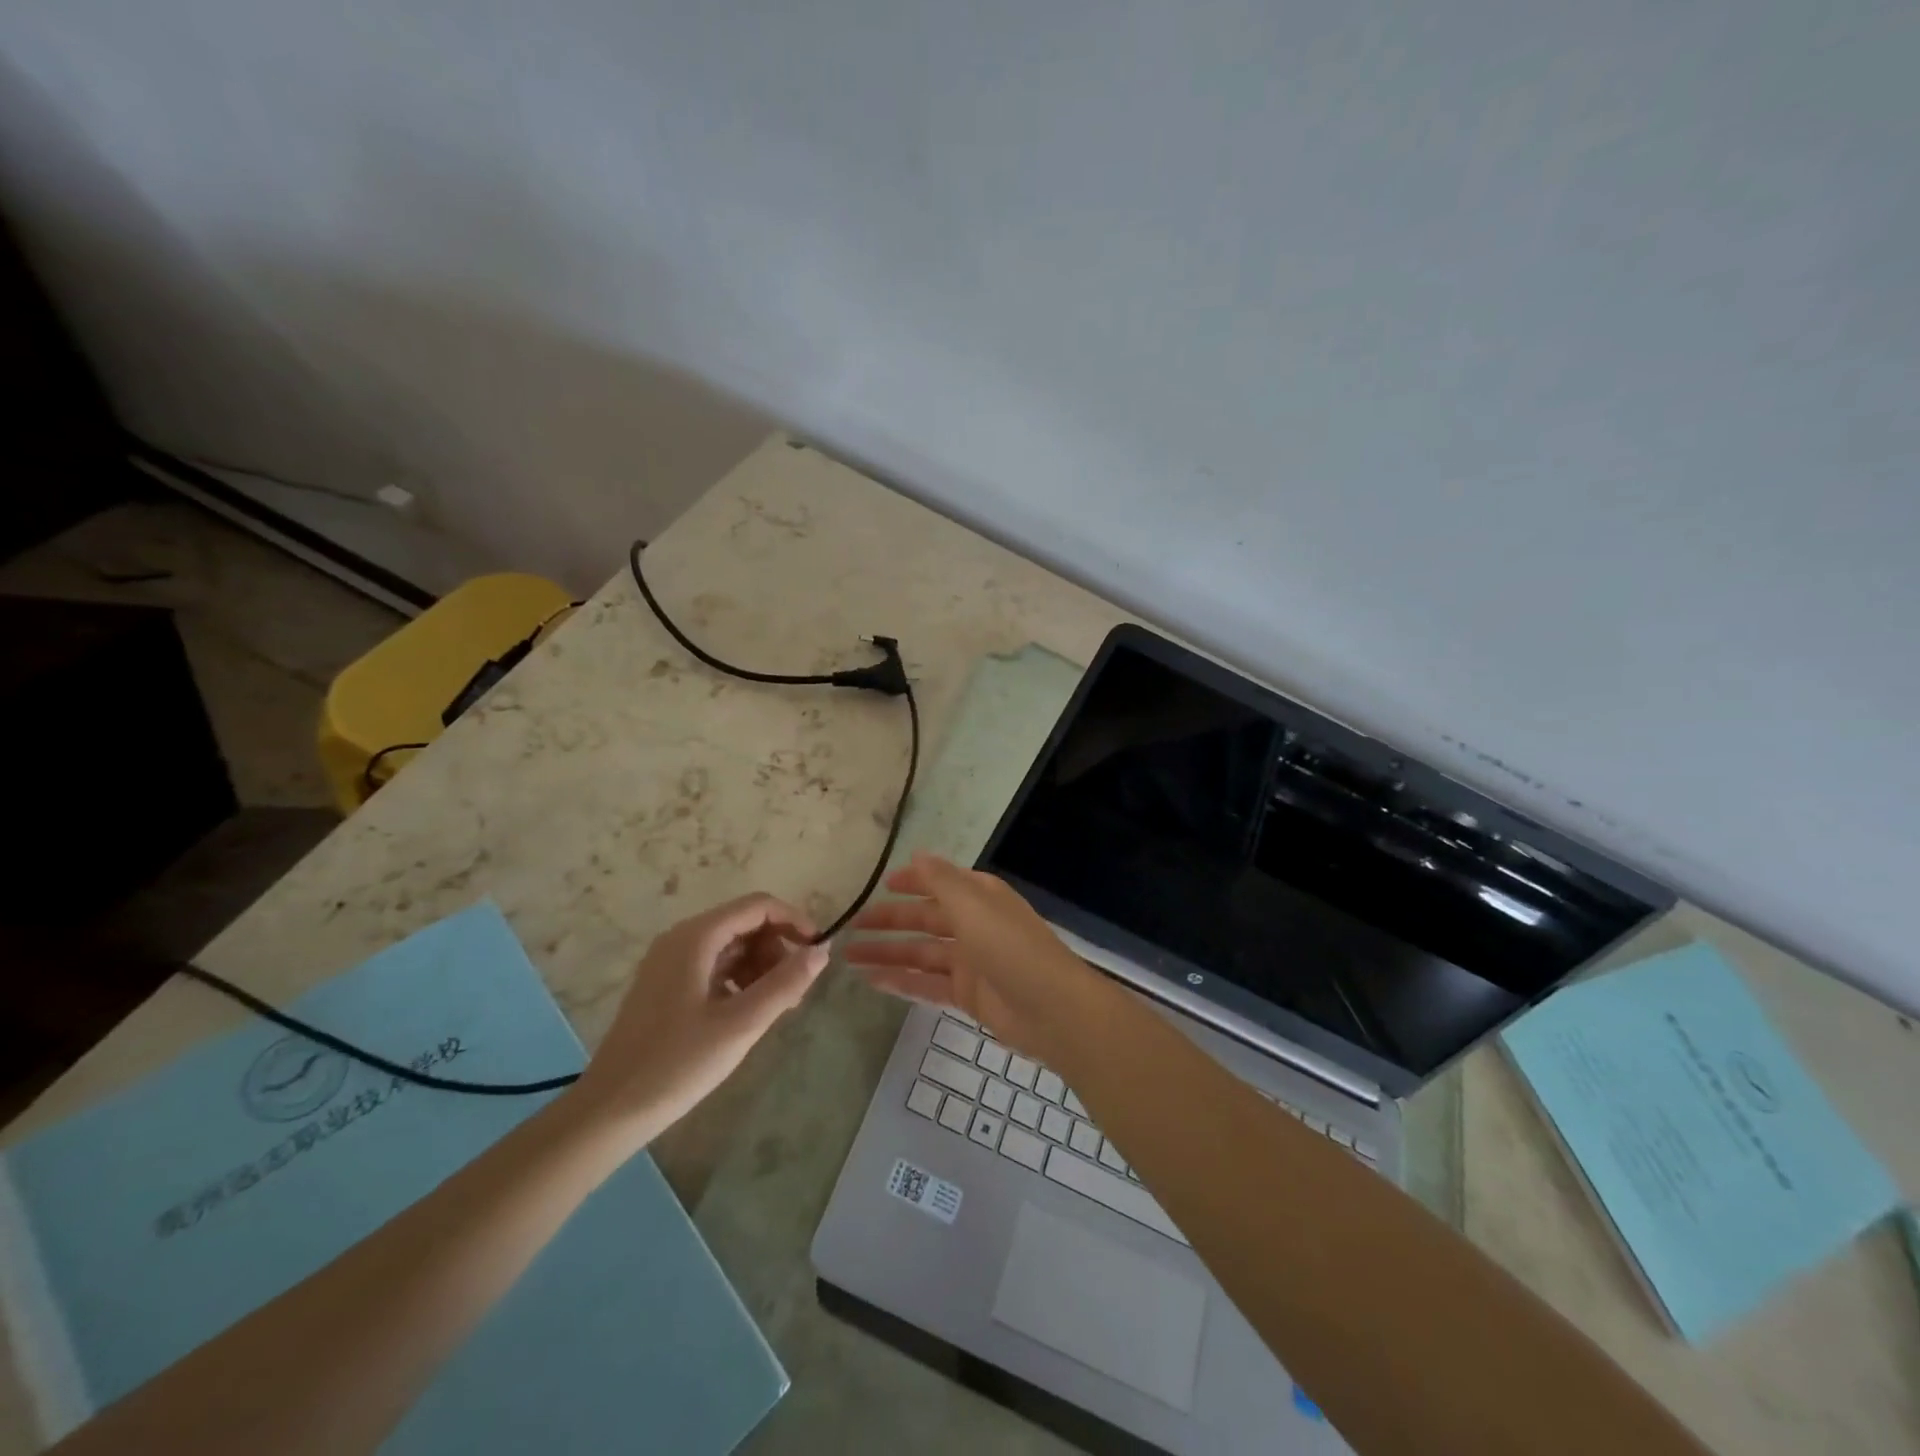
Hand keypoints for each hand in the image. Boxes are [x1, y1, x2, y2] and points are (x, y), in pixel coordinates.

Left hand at [572, 894, 828, 1133]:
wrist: (609, 1112)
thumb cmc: (677, 1064)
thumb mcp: (741, 1024)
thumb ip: (785, 983)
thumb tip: (822, 951)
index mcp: (696, 937)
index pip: (758, 906)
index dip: (794, 921)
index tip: (818, 953)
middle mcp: (681, 939)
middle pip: (746, 924)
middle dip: (778, 950)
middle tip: (797, 993)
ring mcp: (670, 963)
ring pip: (732, 947)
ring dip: (762, 968)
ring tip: (778, 1008)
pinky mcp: (666, 986)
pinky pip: (715, 967)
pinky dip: (740, 981)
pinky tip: (748, 1014)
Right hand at [845, 853, 1089, 1053]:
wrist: (1052, 1009)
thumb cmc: (1011, 948)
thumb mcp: (974, 905)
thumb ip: (941, 880)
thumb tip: (917, 853)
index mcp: (980, 897)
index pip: (940, 883)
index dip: (912, 882)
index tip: (881, 885)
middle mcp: (974, 924)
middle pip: (925, 919)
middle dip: (890, 921)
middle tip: (851, 926)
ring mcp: (970, 961)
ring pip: (921, 953)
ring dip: (888, 953)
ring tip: (849, 957)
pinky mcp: (967, 995)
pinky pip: (926, 983)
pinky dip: (901, 981)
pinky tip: (872, 981)